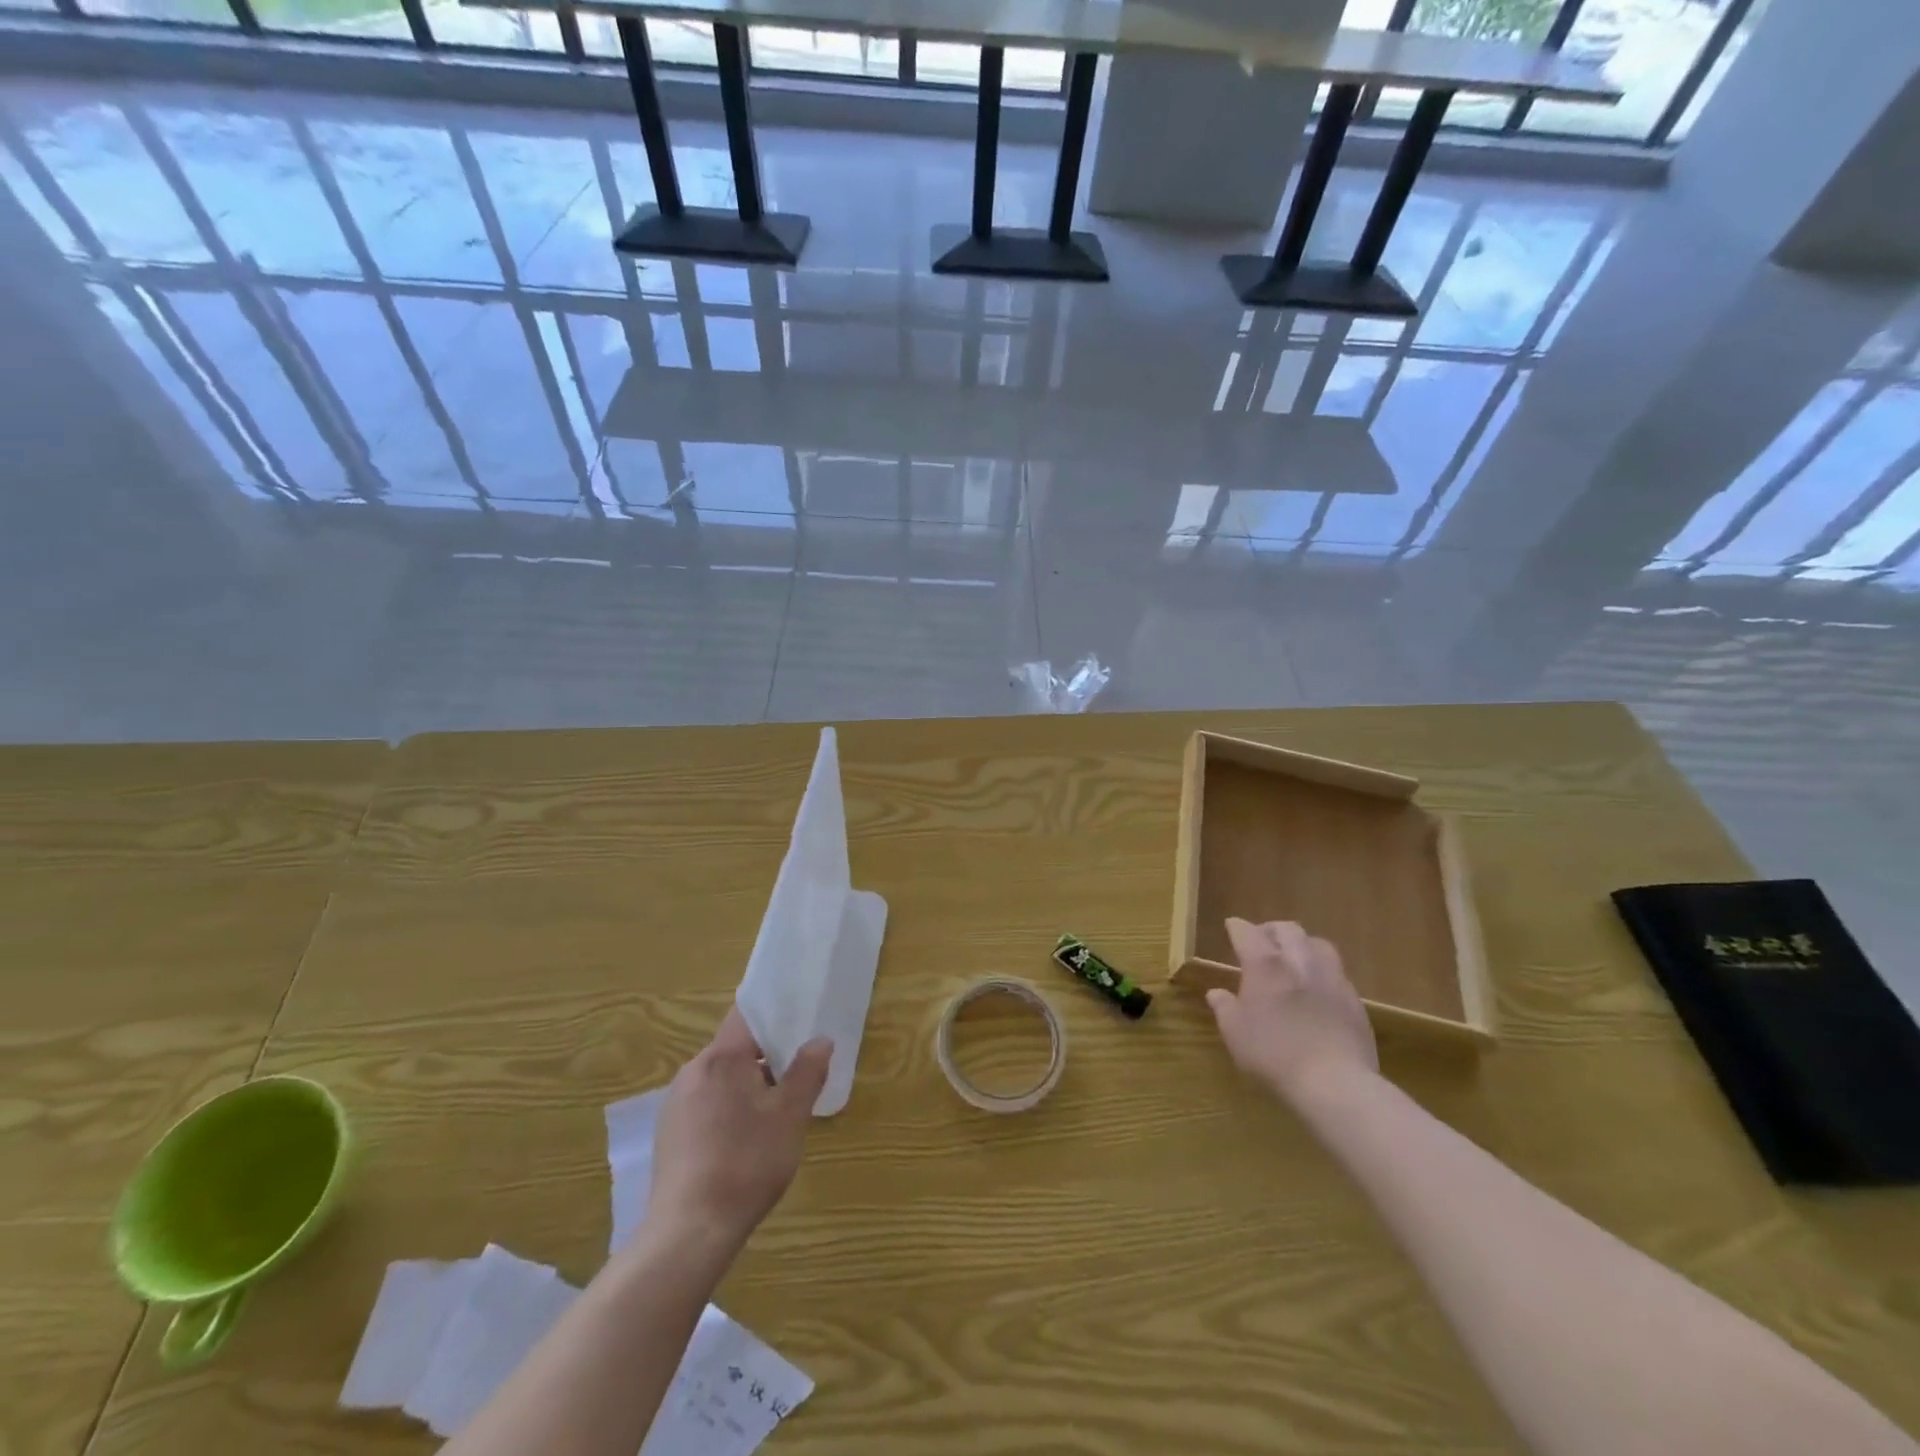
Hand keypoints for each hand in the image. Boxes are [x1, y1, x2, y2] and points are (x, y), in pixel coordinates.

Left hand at [645, 1009, 830, 1256]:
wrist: (690, 1231)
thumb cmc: (747, 1162)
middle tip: (797, 1073)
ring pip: (720, 1077)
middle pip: (735, 1047)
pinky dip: (728, 1108)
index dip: (773, 1012)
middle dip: (766, 1056)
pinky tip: (744, 1140)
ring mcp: (676, 1103)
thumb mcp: (790, 1116)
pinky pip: (705, 1103)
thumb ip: (807, 1072)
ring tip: (775, 1111)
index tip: (798, 1019)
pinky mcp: (669, 1133)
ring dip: (747, 1085)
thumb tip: (820, 1041)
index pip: (747, 1014)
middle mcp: (693, 1070)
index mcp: (721, 1057)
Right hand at [1206, 919, 1378, 1102]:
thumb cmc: (1273, 1055)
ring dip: (1302, 945)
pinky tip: (1317, 990)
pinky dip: (1322, 972)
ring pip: (1318, 944)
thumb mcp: (1235, 1034)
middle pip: (1287, 929)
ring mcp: (1331, 978)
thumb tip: (1216, 993)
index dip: (1237, 927)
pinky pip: (1336, 973)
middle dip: (1271, 931)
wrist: (1335, 1083)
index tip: (1231, 927)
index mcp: (1265, 964)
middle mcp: (1299, 961)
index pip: (1247, 932)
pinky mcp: (1354, 1000)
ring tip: (1294, 960)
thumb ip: (1224, 1008)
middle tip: (1261, 942)